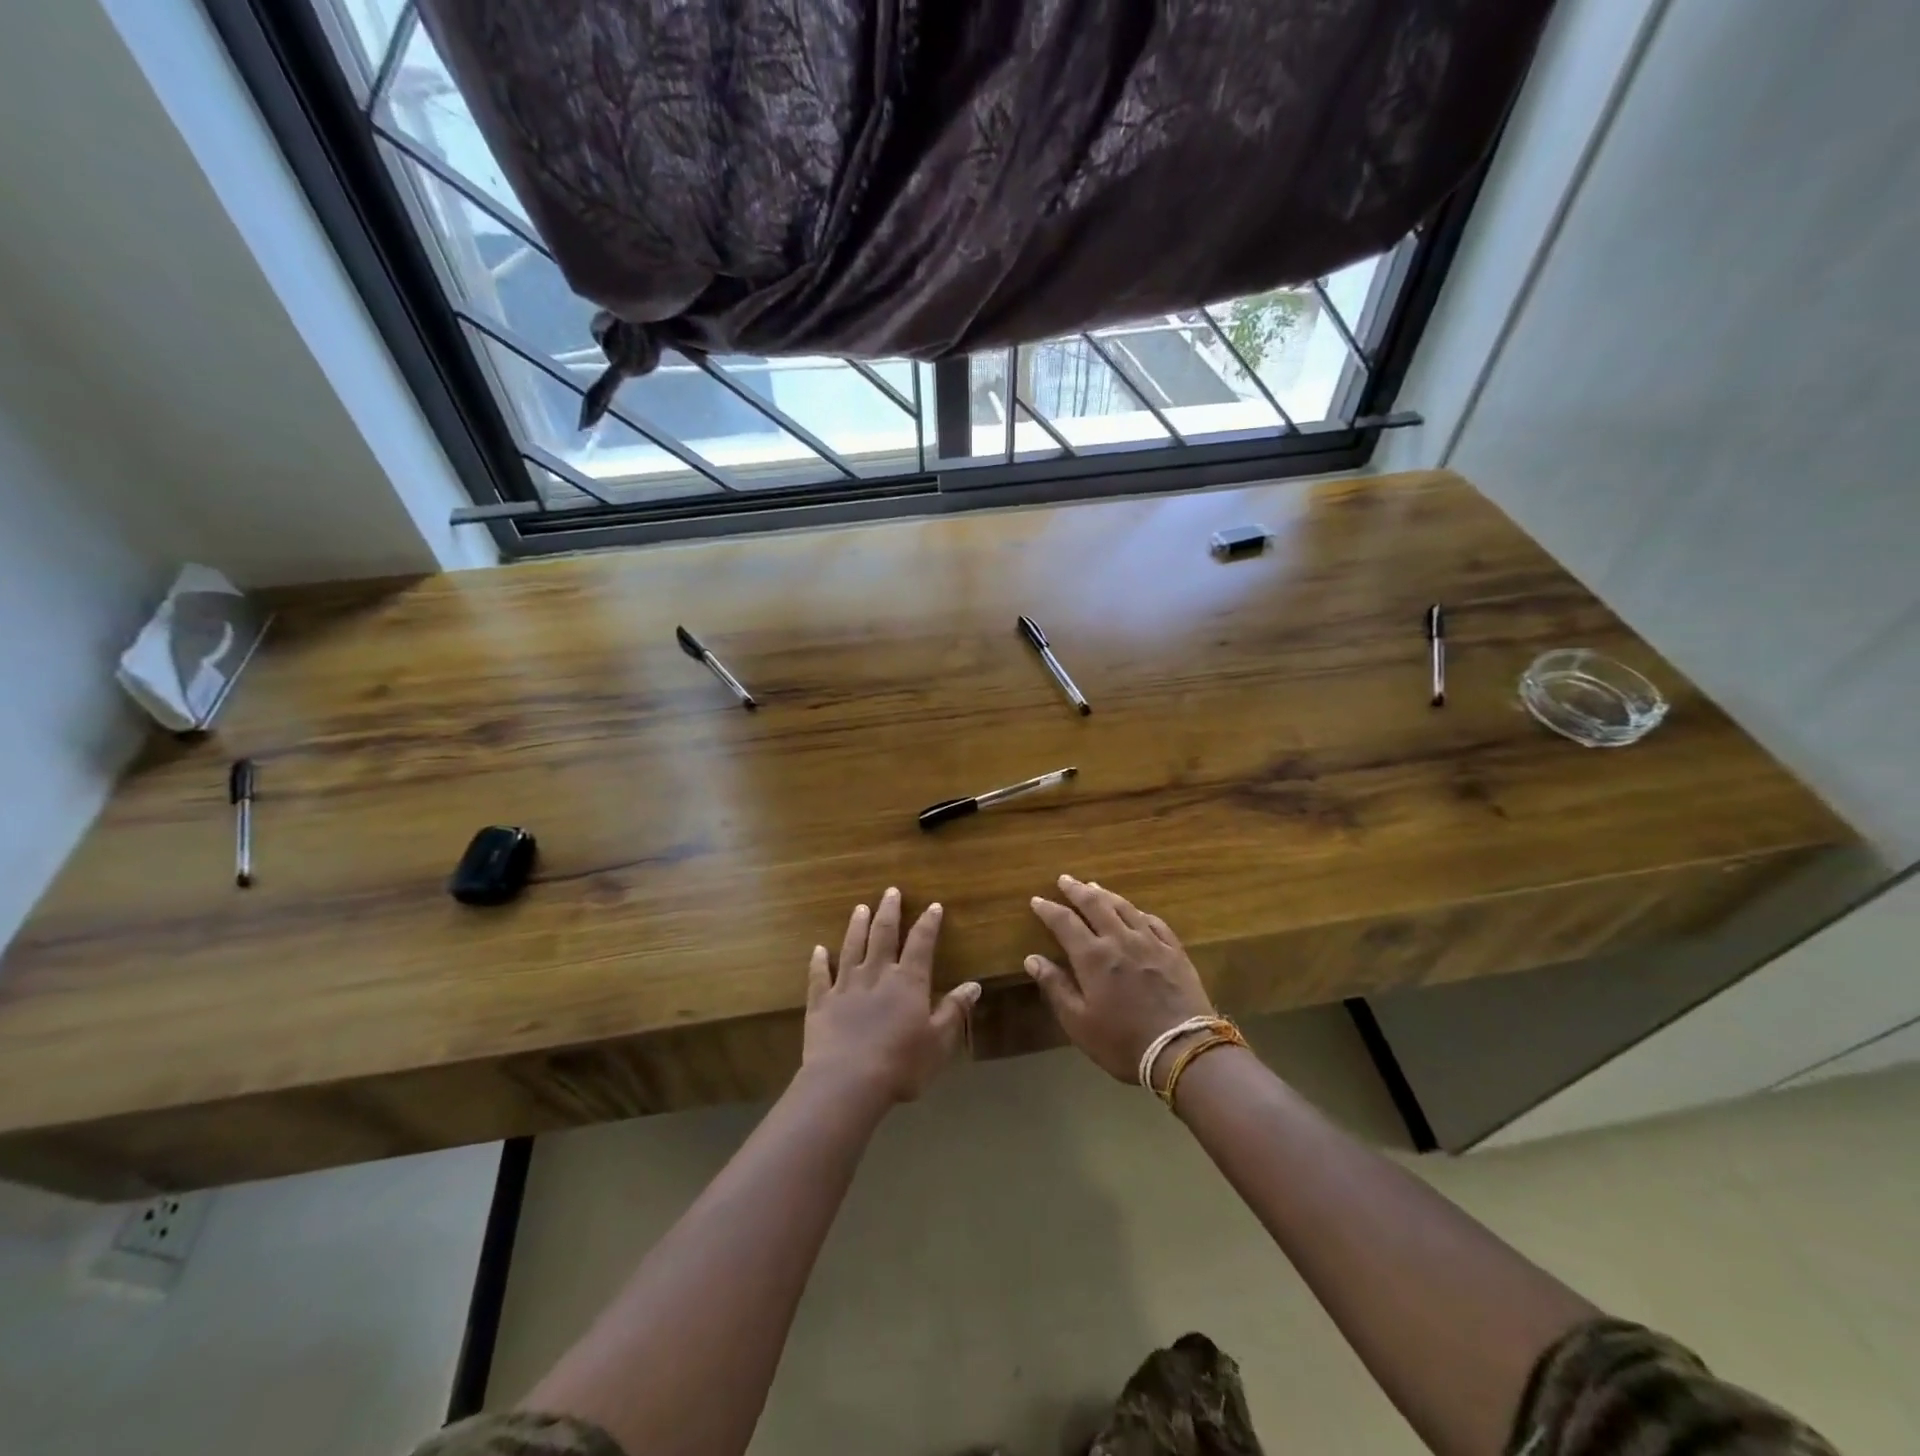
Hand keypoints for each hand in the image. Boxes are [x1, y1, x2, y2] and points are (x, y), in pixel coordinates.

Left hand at [803, 888, 980, 1104]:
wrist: (848, 1081)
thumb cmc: (901, 1064)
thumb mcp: (939, 1041)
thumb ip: (954, 1010)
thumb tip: (973, 985)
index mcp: (908, 981)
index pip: (921, 943)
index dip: (928, 923)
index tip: (933, 906)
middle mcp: (877, 974)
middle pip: (883, 934)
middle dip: (889, 911)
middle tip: (890, 891)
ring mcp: (846, 986)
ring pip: (852, 947)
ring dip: (857, 926)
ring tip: (860, 908)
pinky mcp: (821, 1002)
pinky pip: (820, 976)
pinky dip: (819, 961)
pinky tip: (818, 949)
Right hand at [1027, 875, 1213, 1082]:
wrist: (1182, 1050)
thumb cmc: (1123, 1042)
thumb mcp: (1079, 1022)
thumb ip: (1055, 987)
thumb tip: (1032, 959)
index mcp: (1093, 957)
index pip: (1065, 922)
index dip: (1049, 909)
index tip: (1037, 900)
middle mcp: (1120, 939)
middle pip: (1095, 905)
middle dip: (1077, 890)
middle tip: (1065, 879)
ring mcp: (1150, 942)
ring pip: (1124, 907)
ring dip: (1106, 894)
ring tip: (1094, 886)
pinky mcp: (1174, 951)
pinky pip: (1154, 922)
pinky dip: (1139, 912)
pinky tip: (1136, 912)